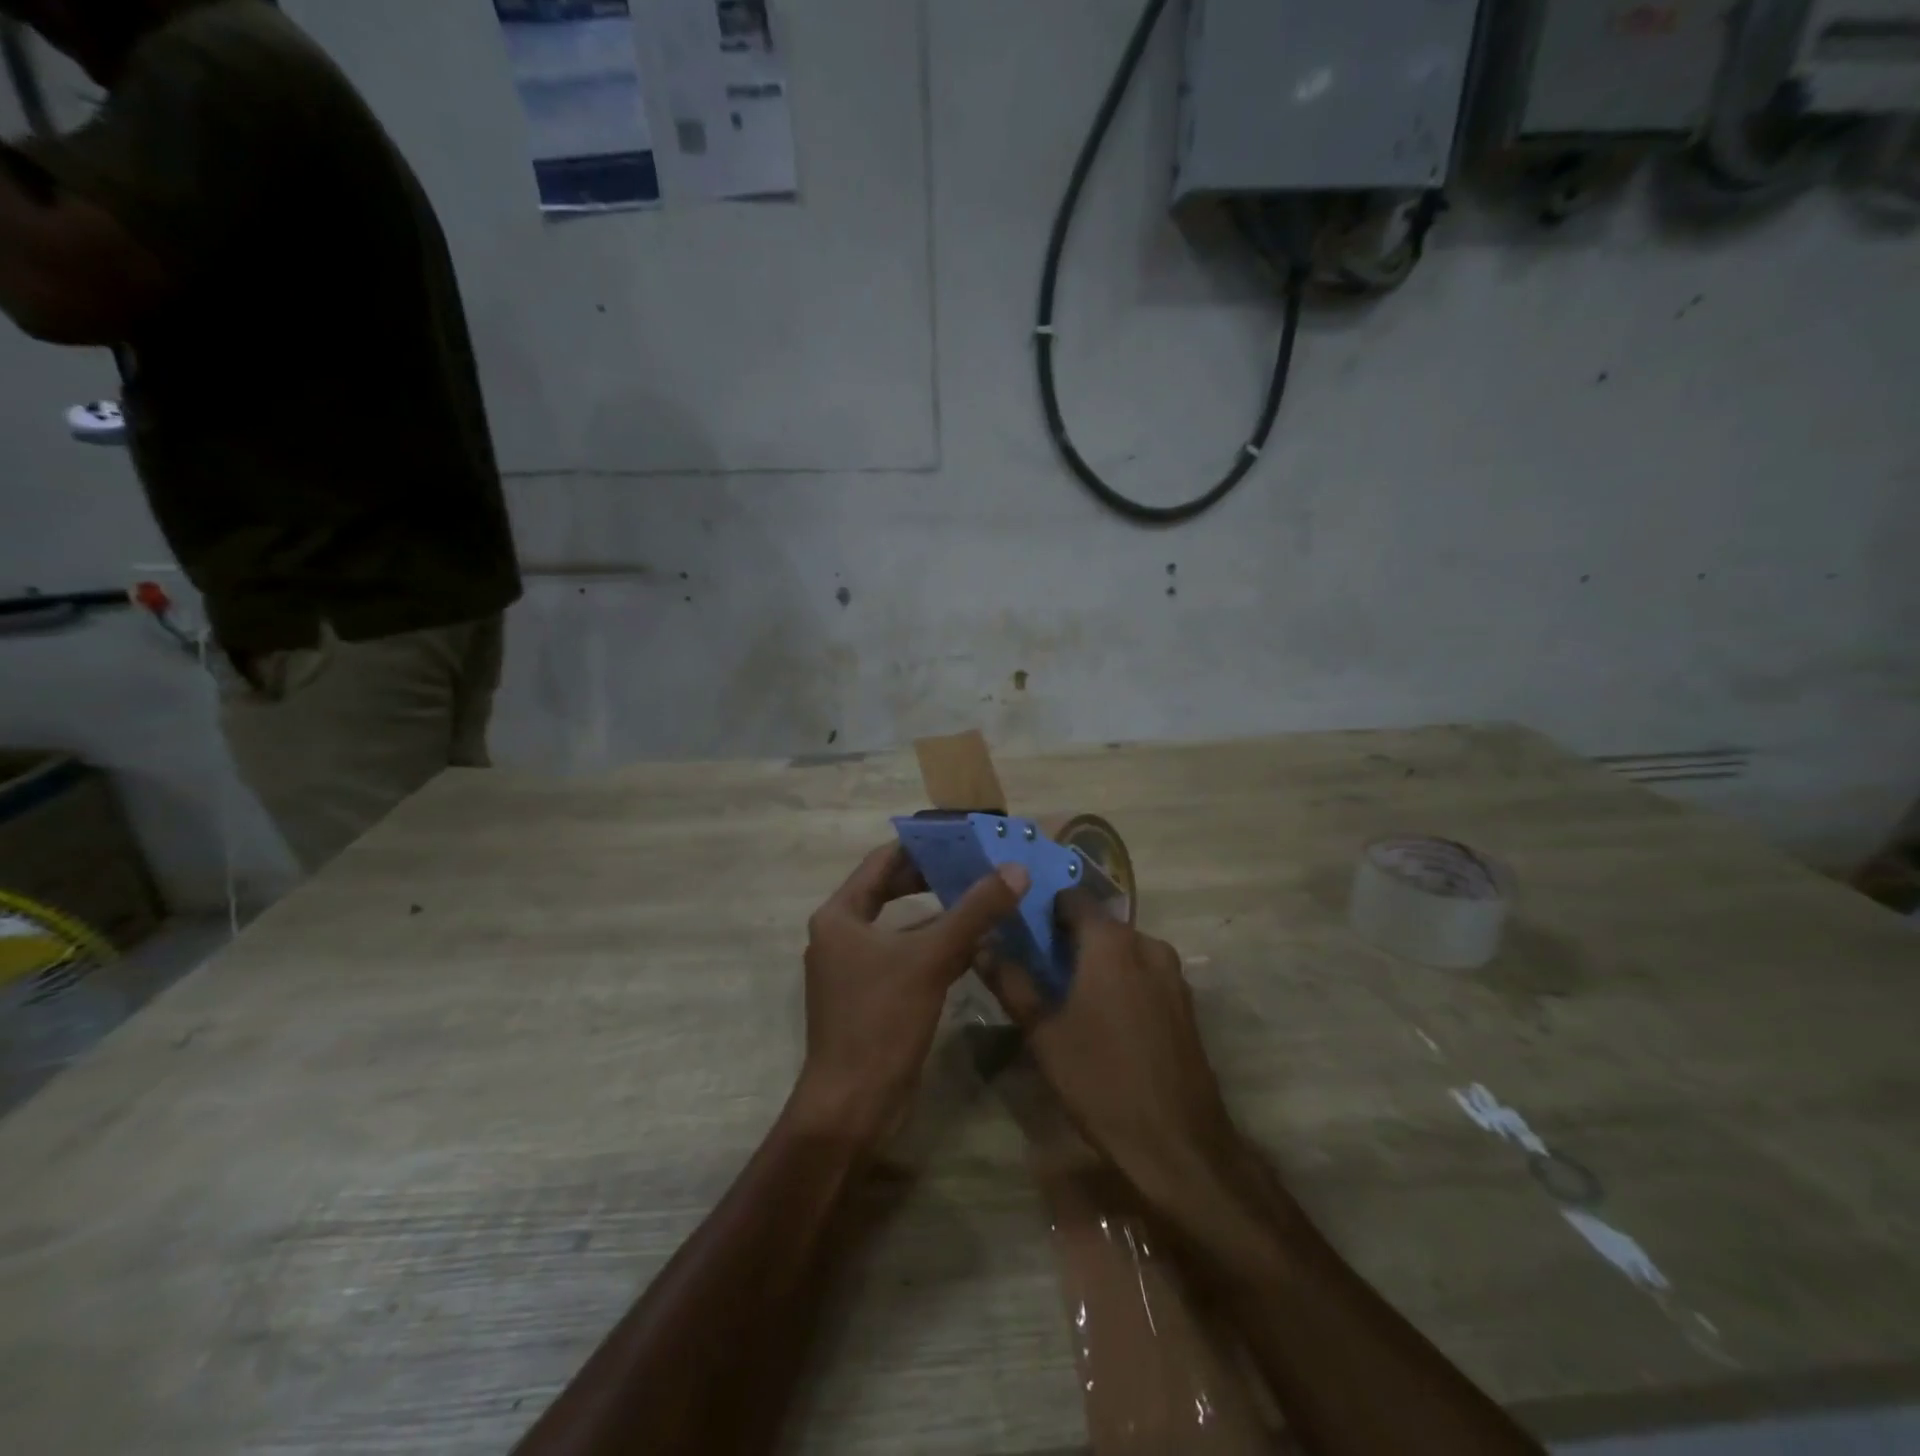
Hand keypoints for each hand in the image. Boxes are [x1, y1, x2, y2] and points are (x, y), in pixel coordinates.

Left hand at [792, 844, 1029, 1147]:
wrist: (851, 1107)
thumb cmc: (880, 1022)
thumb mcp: (930, 960)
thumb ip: (973, 912)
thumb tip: (1015, 871)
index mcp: (839, 915)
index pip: (883, 861)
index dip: (921, 845)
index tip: (961, 834)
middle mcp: (842, 934)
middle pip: (891, 890)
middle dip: (934, 877)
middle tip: (978, 862)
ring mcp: (856, 967)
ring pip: (903, 925)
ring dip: (940, 912)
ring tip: (984, 894)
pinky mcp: (873, 994)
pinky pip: (908, 955)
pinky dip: (937, 945)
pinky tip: (976, 942)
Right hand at [984, 890, 1242, 1218]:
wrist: (1177, 1143)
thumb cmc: (1100, 1080)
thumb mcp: (1043, 1033)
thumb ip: (1011, 982)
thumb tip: (981, 945)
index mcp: (1111, 942)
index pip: (1073, 898)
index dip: (1046, 909)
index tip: (1024, 932)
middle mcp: (1147, 944)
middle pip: (1100, 924)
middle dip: (1070, 939)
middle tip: (1039, 968)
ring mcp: (1172, 974)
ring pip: (1124, 950)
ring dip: (1097, 962)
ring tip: (1068, 995)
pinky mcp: (1186, 1002)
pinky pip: (1145, 973)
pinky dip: (1122, 981)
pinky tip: (1104, 1018)